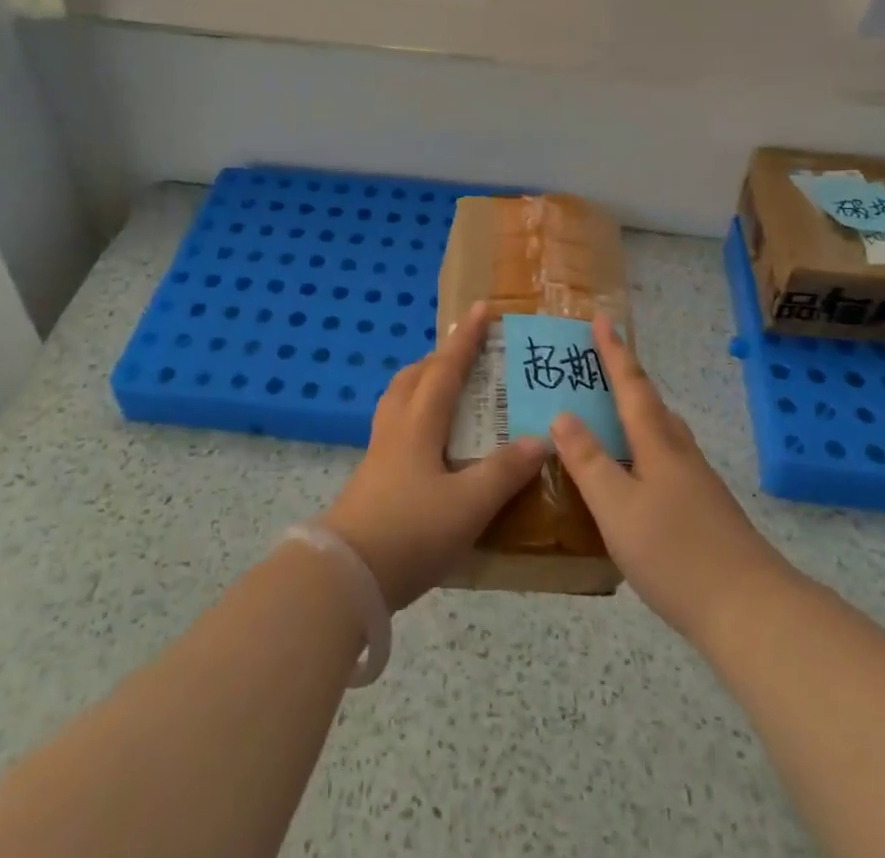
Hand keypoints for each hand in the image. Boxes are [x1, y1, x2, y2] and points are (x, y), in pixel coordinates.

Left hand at [320, 303, 548, 609]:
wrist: (345, 576)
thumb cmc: (410, 531)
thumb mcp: (468, 505)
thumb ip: (504, 472)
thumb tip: (540, 439)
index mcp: (419, 424)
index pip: (445, 369)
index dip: (465, 339)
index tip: (480, 309)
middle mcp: (396, 429)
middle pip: (413, 378)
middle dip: (439, 358)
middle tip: (465, 355)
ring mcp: (379, 454)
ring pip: (399, 401)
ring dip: (422, 385)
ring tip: (447, 393)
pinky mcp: (371, 480)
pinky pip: (396, 429)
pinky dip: (415, 418)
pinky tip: (432, 447)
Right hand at [552, 316, 785, 644]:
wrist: (751, 610)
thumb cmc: (676, 554)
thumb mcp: (617, 509)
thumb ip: (589, 462)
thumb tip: (562, 415)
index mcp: (657, 445)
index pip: (631, 387)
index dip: (614, 353)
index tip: (602, 319)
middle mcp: (680, 454)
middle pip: (651, 405)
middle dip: (625, 380)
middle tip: (598, 366)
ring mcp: (698, 482)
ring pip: (663, 433)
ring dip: (637, 414)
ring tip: (612, 415)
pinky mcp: (706, 510)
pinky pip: (668, 460)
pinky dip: (646, 450)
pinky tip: (637, 476)